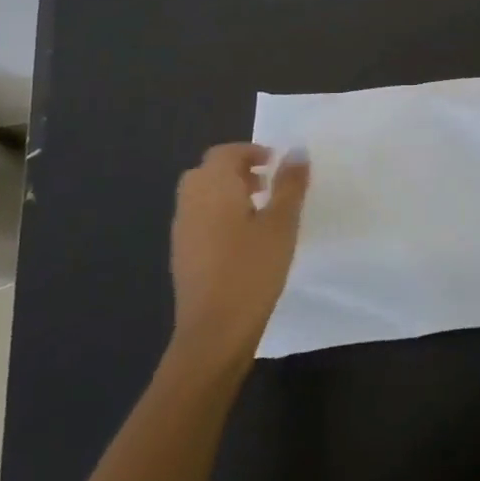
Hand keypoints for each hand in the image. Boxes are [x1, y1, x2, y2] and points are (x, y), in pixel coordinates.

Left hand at [169, 143, 309, 364]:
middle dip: (238, 171)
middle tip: (268, 184)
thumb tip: (297, 150)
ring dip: (228, 193)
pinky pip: (199, 218)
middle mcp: (191, 201)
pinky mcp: (182, 254)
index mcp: (213, 187)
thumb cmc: (252, 269)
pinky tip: (243, 240)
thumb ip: (290, 184)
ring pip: (202, 195)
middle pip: (209, 171)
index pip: (225, 153)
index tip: (276, 164)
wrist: (214, 331)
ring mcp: (182, 229)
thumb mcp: (281, 223)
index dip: (250, 151)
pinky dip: (218, 215)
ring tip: (260, 211)